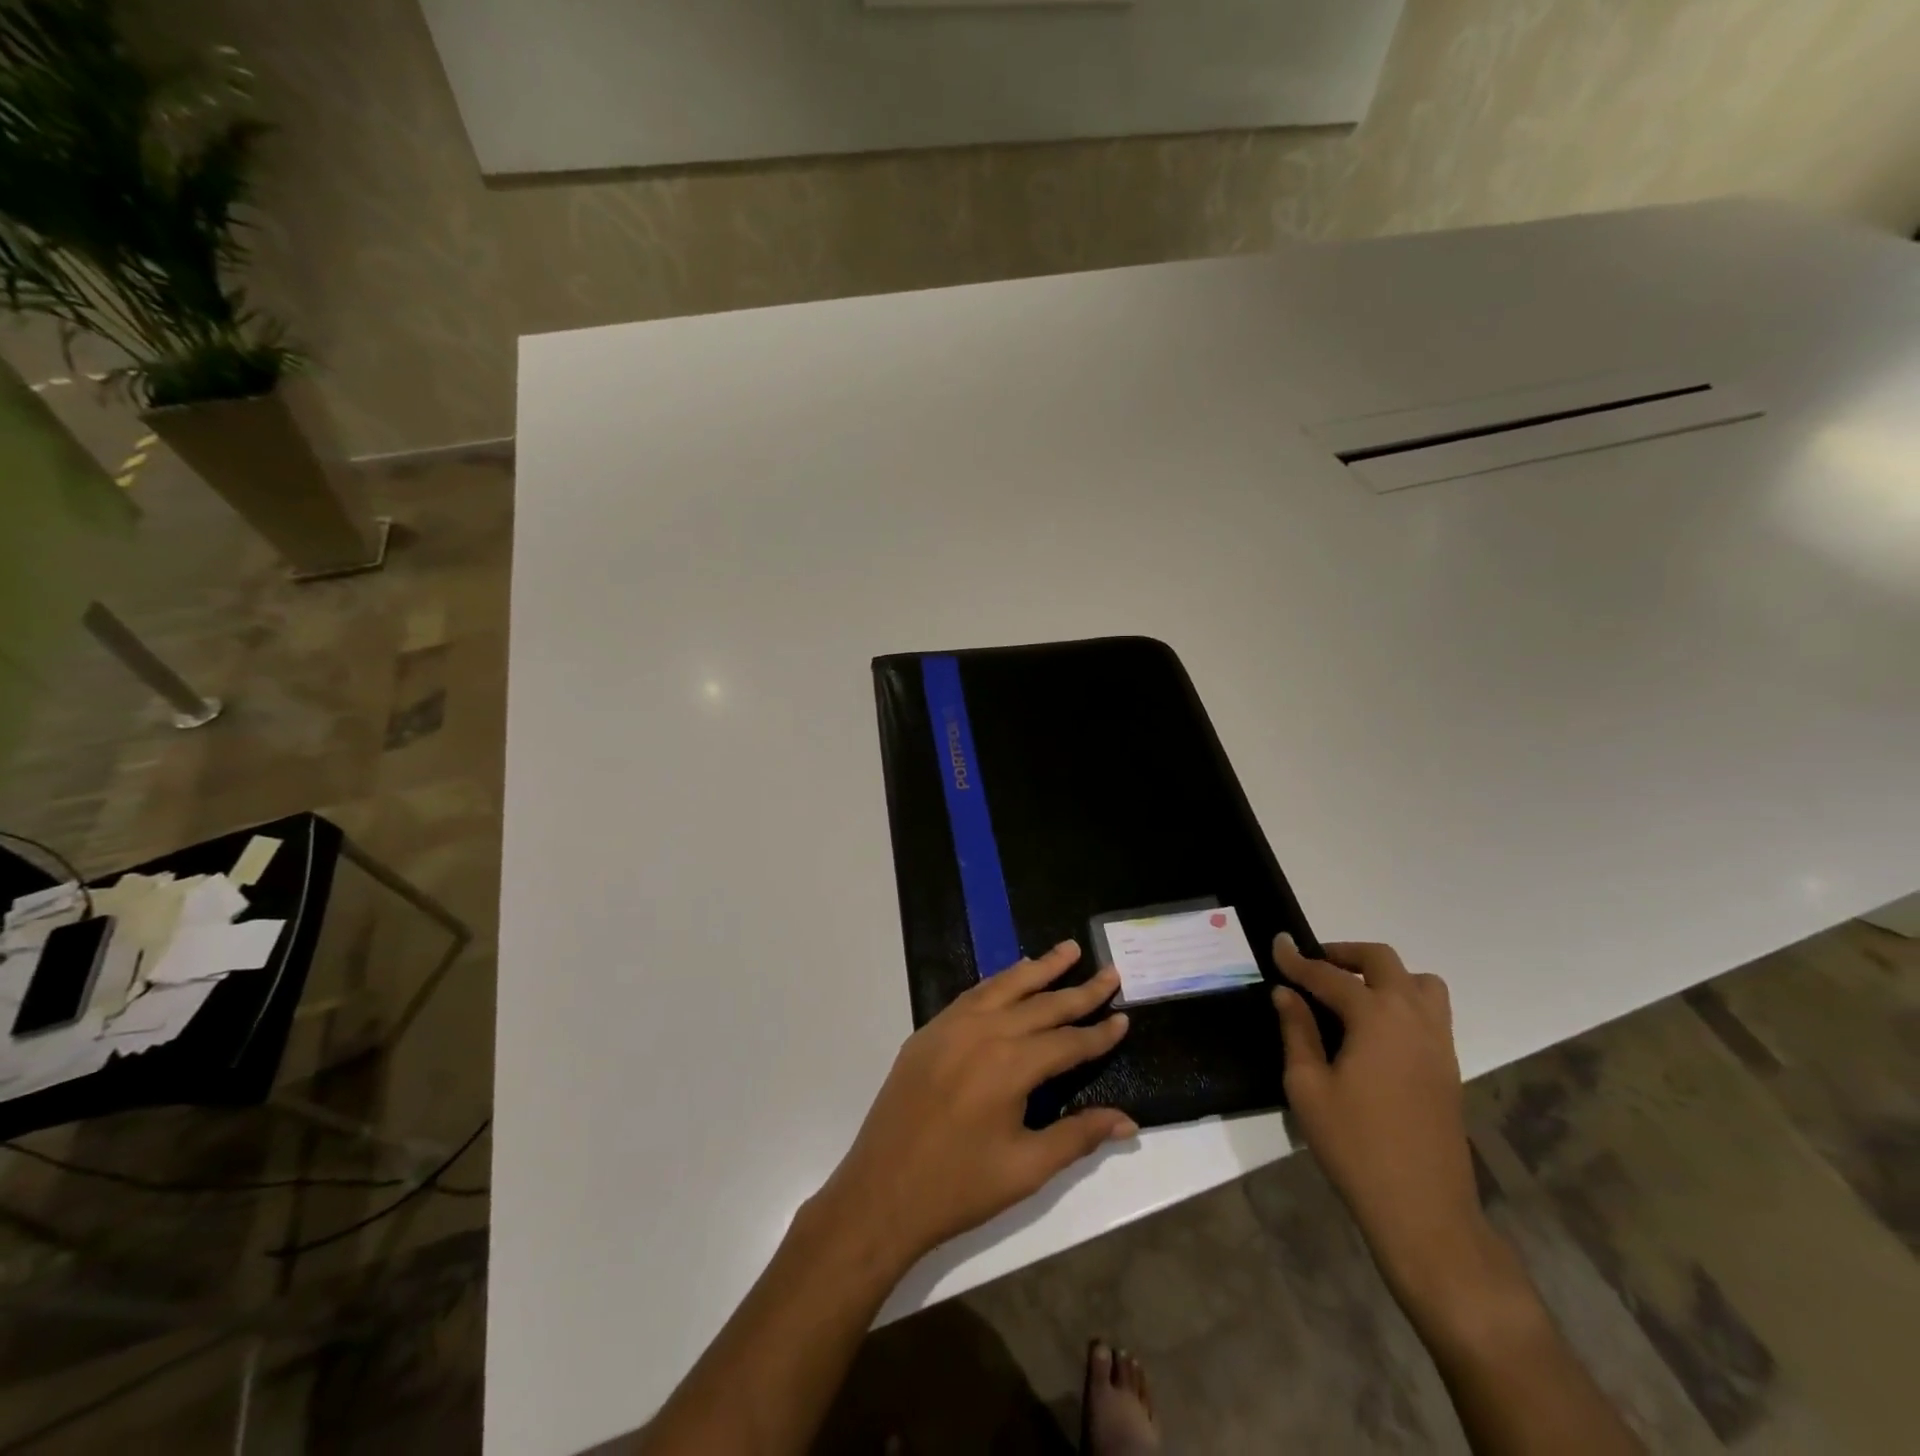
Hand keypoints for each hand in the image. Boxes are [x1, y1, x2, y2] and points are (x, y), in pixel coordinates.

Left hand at [812, 941, 1135, 1273]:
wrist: (880, 1193)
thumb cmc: (959, 1188)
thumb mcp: (1026, 1168)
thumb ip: (1078, 1136)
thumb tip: (1128, 1122)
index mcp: (1010, 1065)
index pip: (1067, 1042)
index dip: (1098, 1034)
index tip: (1125, 1018)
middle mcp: (983, 1033)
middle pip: (1041, 1004)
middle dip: (1079, 990)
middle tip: (1110, 971)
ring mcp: (951, 1026)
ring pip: (1005, 987)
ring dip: (1039, 968)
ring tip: (1067, 950)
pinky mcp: (929, 1032)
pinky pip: (973, 995)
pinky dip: (999, 982)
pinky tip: (1014, 977)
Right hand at [1270, 937, 1489, 1299]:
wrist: (1424, 1211)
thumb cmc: (1355, 1145)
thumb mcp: (1308, 1086)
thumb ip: (1297, 1031)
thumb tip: (1287, 994)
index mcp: (1376, 1018)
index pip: (1330, 975)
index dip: (1298, 960)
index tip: (1276, 945)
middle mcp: (1413, 1018)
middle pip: (1383, 961)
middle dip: (1345, 954)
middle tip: (1313, 965)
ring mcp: (1438, 1042)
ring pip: (1419, 982)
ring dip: (1384, 975)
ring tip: (1351, 993)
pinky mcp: (1449, 1067)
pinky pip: (1430, 1012)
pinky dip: (1402, 1001)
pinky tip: (1374, 1029)